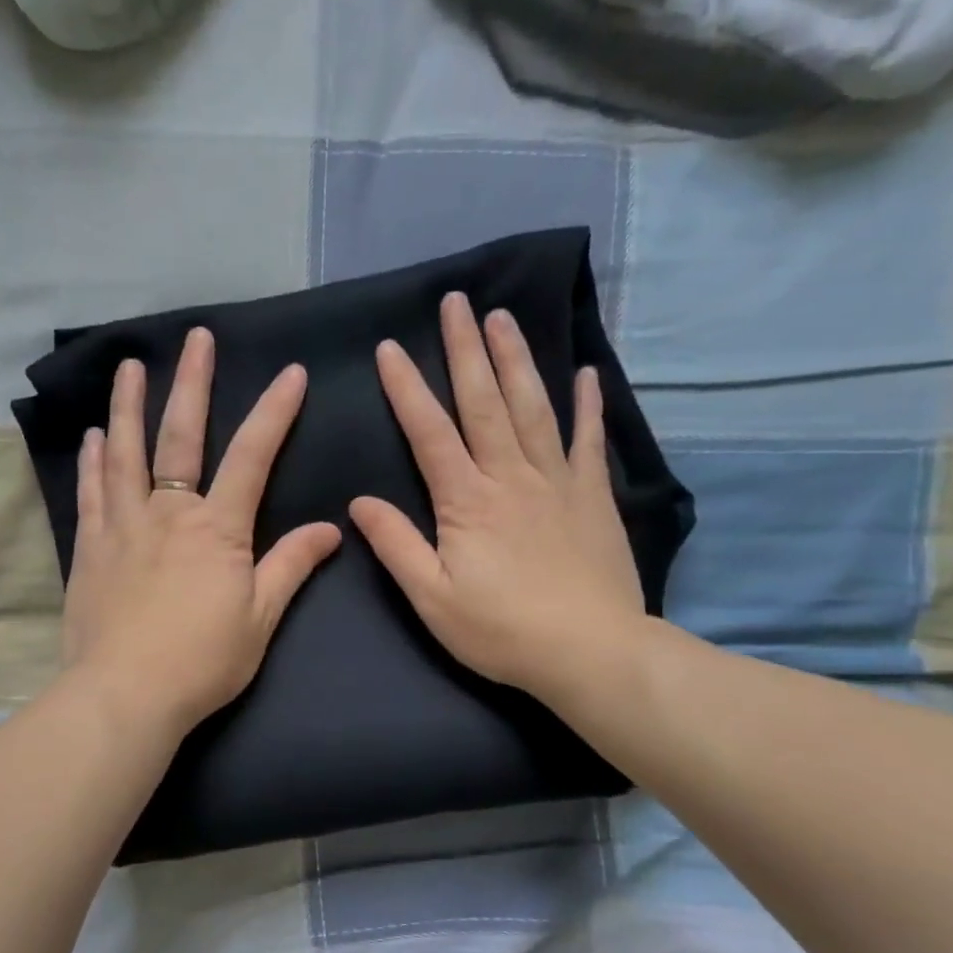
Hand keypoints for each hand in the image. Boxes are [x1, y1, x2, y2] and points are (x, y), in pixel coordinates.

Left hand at [62, 328, 342, 736]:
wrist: (125, 694)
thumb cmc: (202, 661)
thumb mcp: (261, 618)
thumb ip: (291, 566)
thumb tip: (331, 528)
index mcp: (217, 528)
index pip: (253, 456)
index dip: (274, 412)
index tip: (290, 373)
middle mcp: (168, 512)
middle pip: (180, 436)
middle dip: (193, 384)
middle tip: (196, 339)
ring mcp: (123, 526)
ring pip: (124, 452)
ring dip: (128, 406)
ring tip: (129, 368)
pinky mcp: (91, 548)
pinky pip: (91, 492)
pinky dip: (93, 461)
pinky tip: (92, 437)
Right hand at [348, 294, 645, 701]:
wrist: (589, 652)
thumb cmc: (502, 631)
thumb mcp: (432, 599)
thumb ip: (396, 545)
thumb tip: (360, 501)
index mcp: (466, 502)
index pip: (429, 432)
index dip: (407, 388)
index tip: (390, 346)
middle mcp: (510, 477)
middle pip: (485, 403)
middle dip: (466, 349)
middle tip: (457, 301)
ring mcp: (557, 482)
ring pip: (533, 408)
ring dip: (516, 360)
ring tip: (503, 317)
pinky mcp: (592, 497)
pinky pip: (589, 440)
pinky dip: (587, 404)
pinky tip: (586, 372)